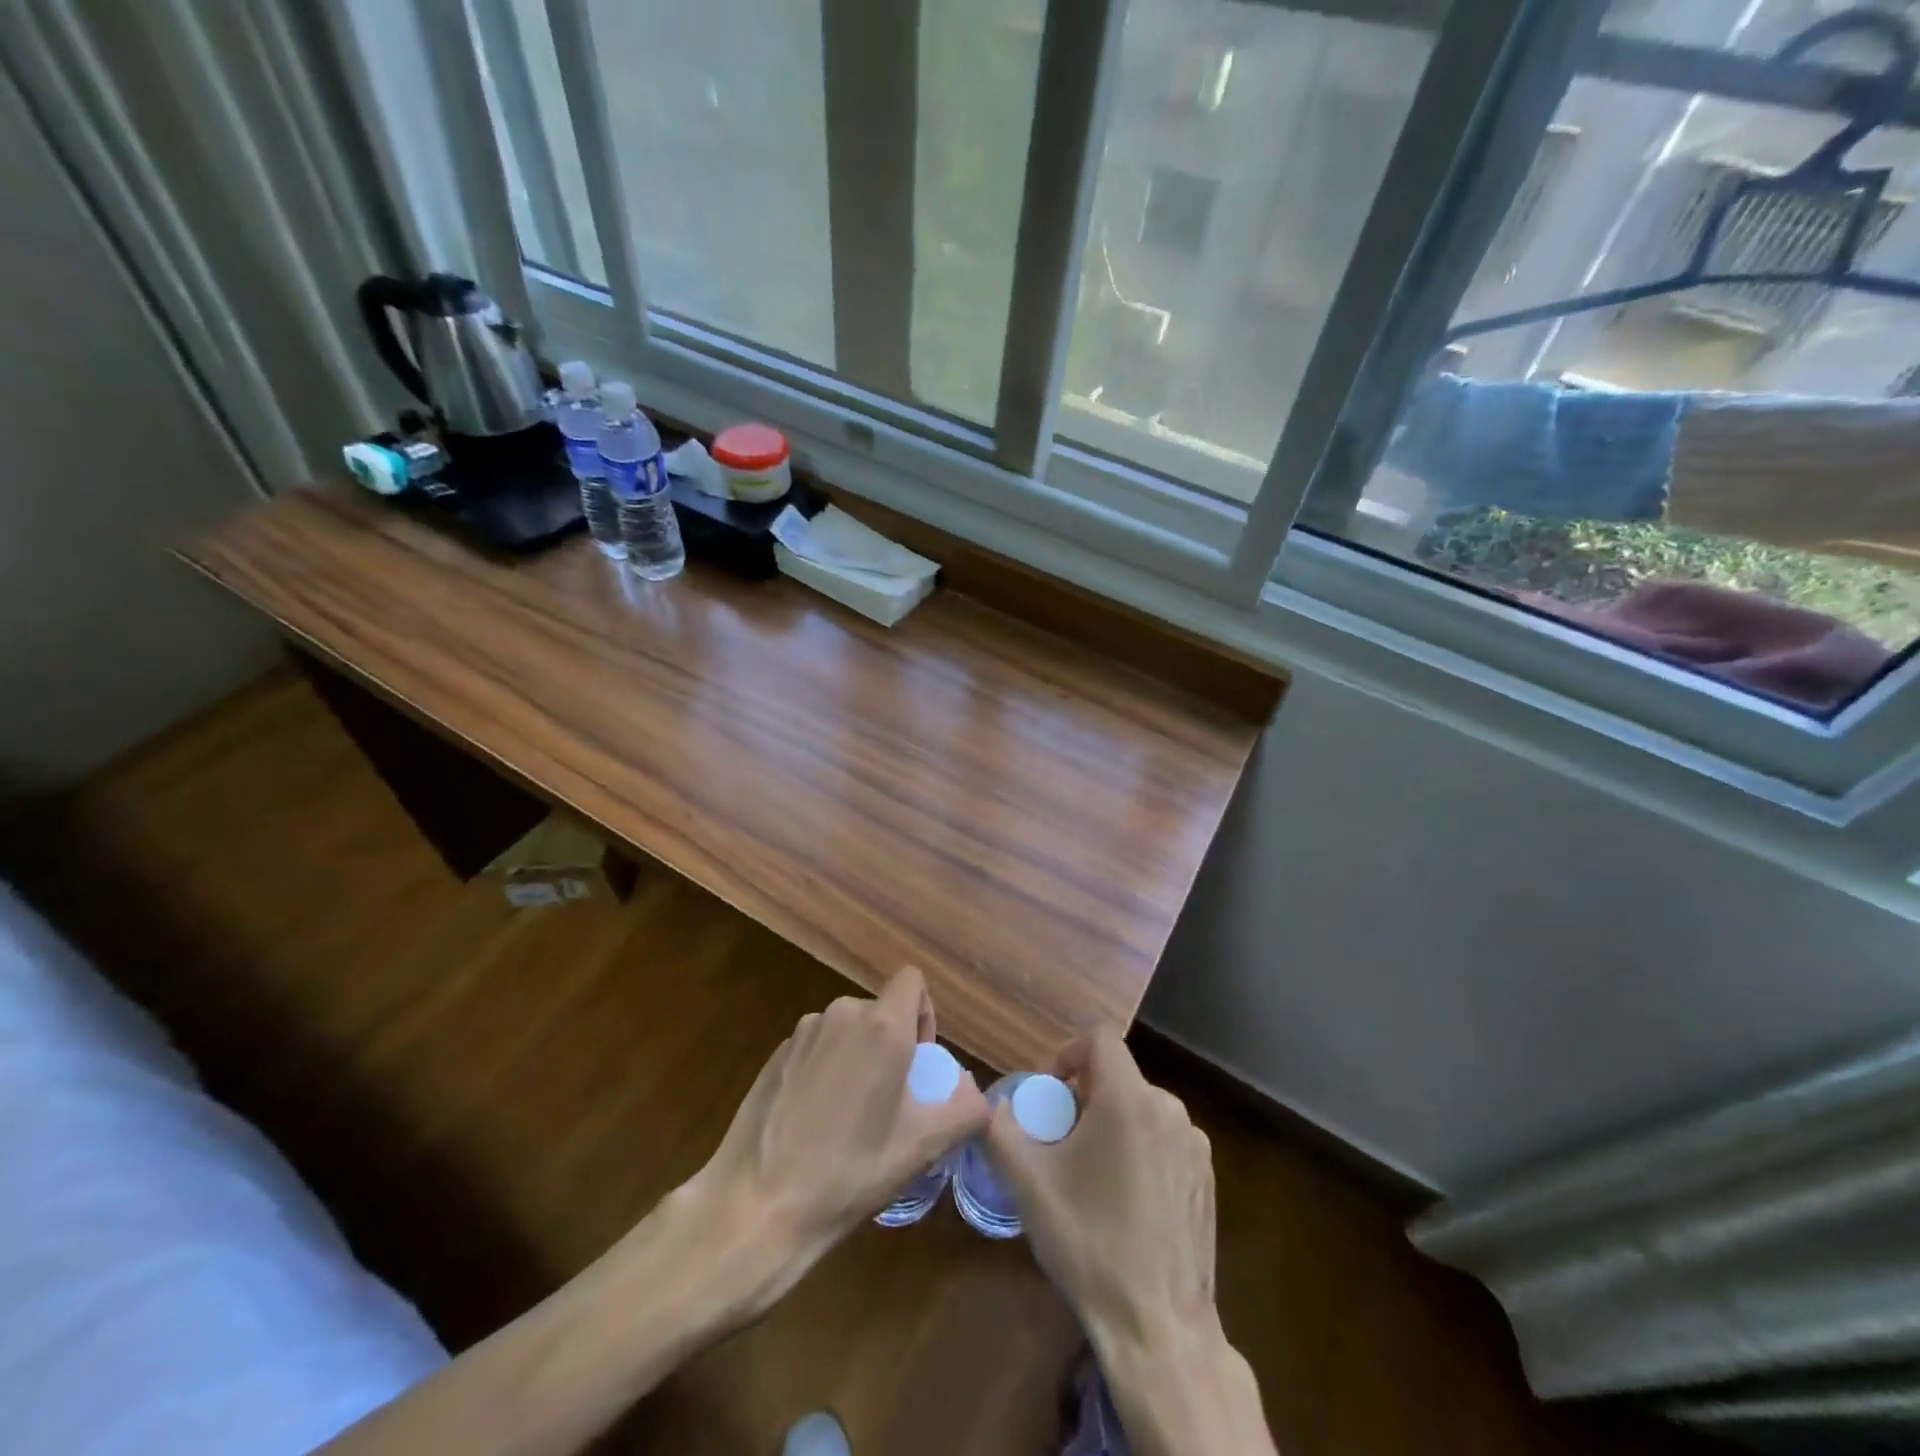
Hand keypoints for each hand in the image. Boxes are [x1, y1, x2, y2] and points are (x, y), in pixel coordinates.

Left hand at [676, 967, 987, 1312]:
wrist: (757, 1204)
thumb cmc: (849, 1172)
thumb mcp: (920, 1148)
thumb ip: (964, 1111)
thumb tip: (978, 1096)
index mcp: (881, 1026)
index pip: (912, 980)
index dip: (924, 1013)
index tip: (919, 1061)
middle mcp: (841, 1014)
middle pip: (880, 1010)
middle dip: (892, 1044)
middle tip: (890, 1100)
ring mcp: (803, 1032)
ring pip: (848, 1029)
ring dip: (859, 1057)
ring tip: (851, 1116)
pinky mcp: (776, 1053)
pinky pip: (817, 1046)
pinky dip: (826, 1068)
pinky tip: (815, 1121)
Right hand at [987, 1031, 1273, 1455]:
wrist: (1159, 1328)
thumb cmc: (1090, 1244)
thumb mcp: (1029, 1184)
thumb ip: (999, 1129)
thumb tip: (989, 1104)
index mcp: (1130, 1099)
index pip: (1100, 1038)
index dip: (1069, 1053)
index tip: (1051, 1093)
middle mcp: (1170, 1110)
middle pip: (1119, 1075)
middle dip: (1085, 1096)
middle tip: (1061, 1140)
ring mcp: (1195, 1146)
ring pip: (1142, 1108)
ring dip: (1112, 1123)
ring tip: (1089, 1173)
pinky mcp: (1208, 1178)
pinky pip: (1164, 1139)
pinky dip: (1139, 1149)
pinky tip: (1125, 1200)